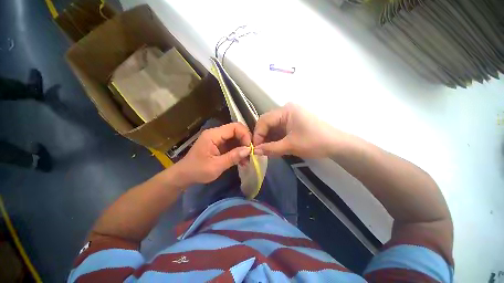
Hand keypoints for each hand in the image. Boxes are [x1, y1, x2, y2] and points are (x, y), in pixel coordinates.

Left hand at [174, 122, 251, 184]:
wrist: (184, 175)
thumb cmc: (197, 171)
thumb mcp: (216, 166)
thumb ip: (233, 157)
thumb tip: (248, 150)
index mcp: (213, 135)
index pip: (234, 127)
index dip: (245, 135)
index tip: (249, 148)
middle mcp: (216, 133)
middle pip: (236, 130)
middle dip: (245, 141)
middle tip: (250, 153)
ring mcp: (217, 138)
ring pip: (235, 137)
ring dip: (243, 147)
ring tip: (247, 159)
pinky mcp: (219, 144)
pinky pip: (232, 144)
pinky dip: (238, 150)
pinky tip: (241, 160)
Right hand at [253, 103, 340, 157]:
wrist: (336, 145)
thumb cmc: (314, 142)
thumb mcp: (291, 146)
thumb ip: (271, 148)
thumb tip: (254, 151)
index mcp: (286, 111)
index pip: (264, 120)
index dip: (257, 134)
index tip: (255, 148)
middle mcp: (286, 111)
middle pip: (267, 123)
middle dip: (262, 137)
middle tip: (260, 150)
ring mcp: (289, 117)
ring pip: (272, 128)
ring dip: (268, 139)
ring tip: (267, 151)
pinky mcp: (292, 124)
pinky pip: (279, 130)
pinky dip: (275, 139)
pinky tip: (274, 148)